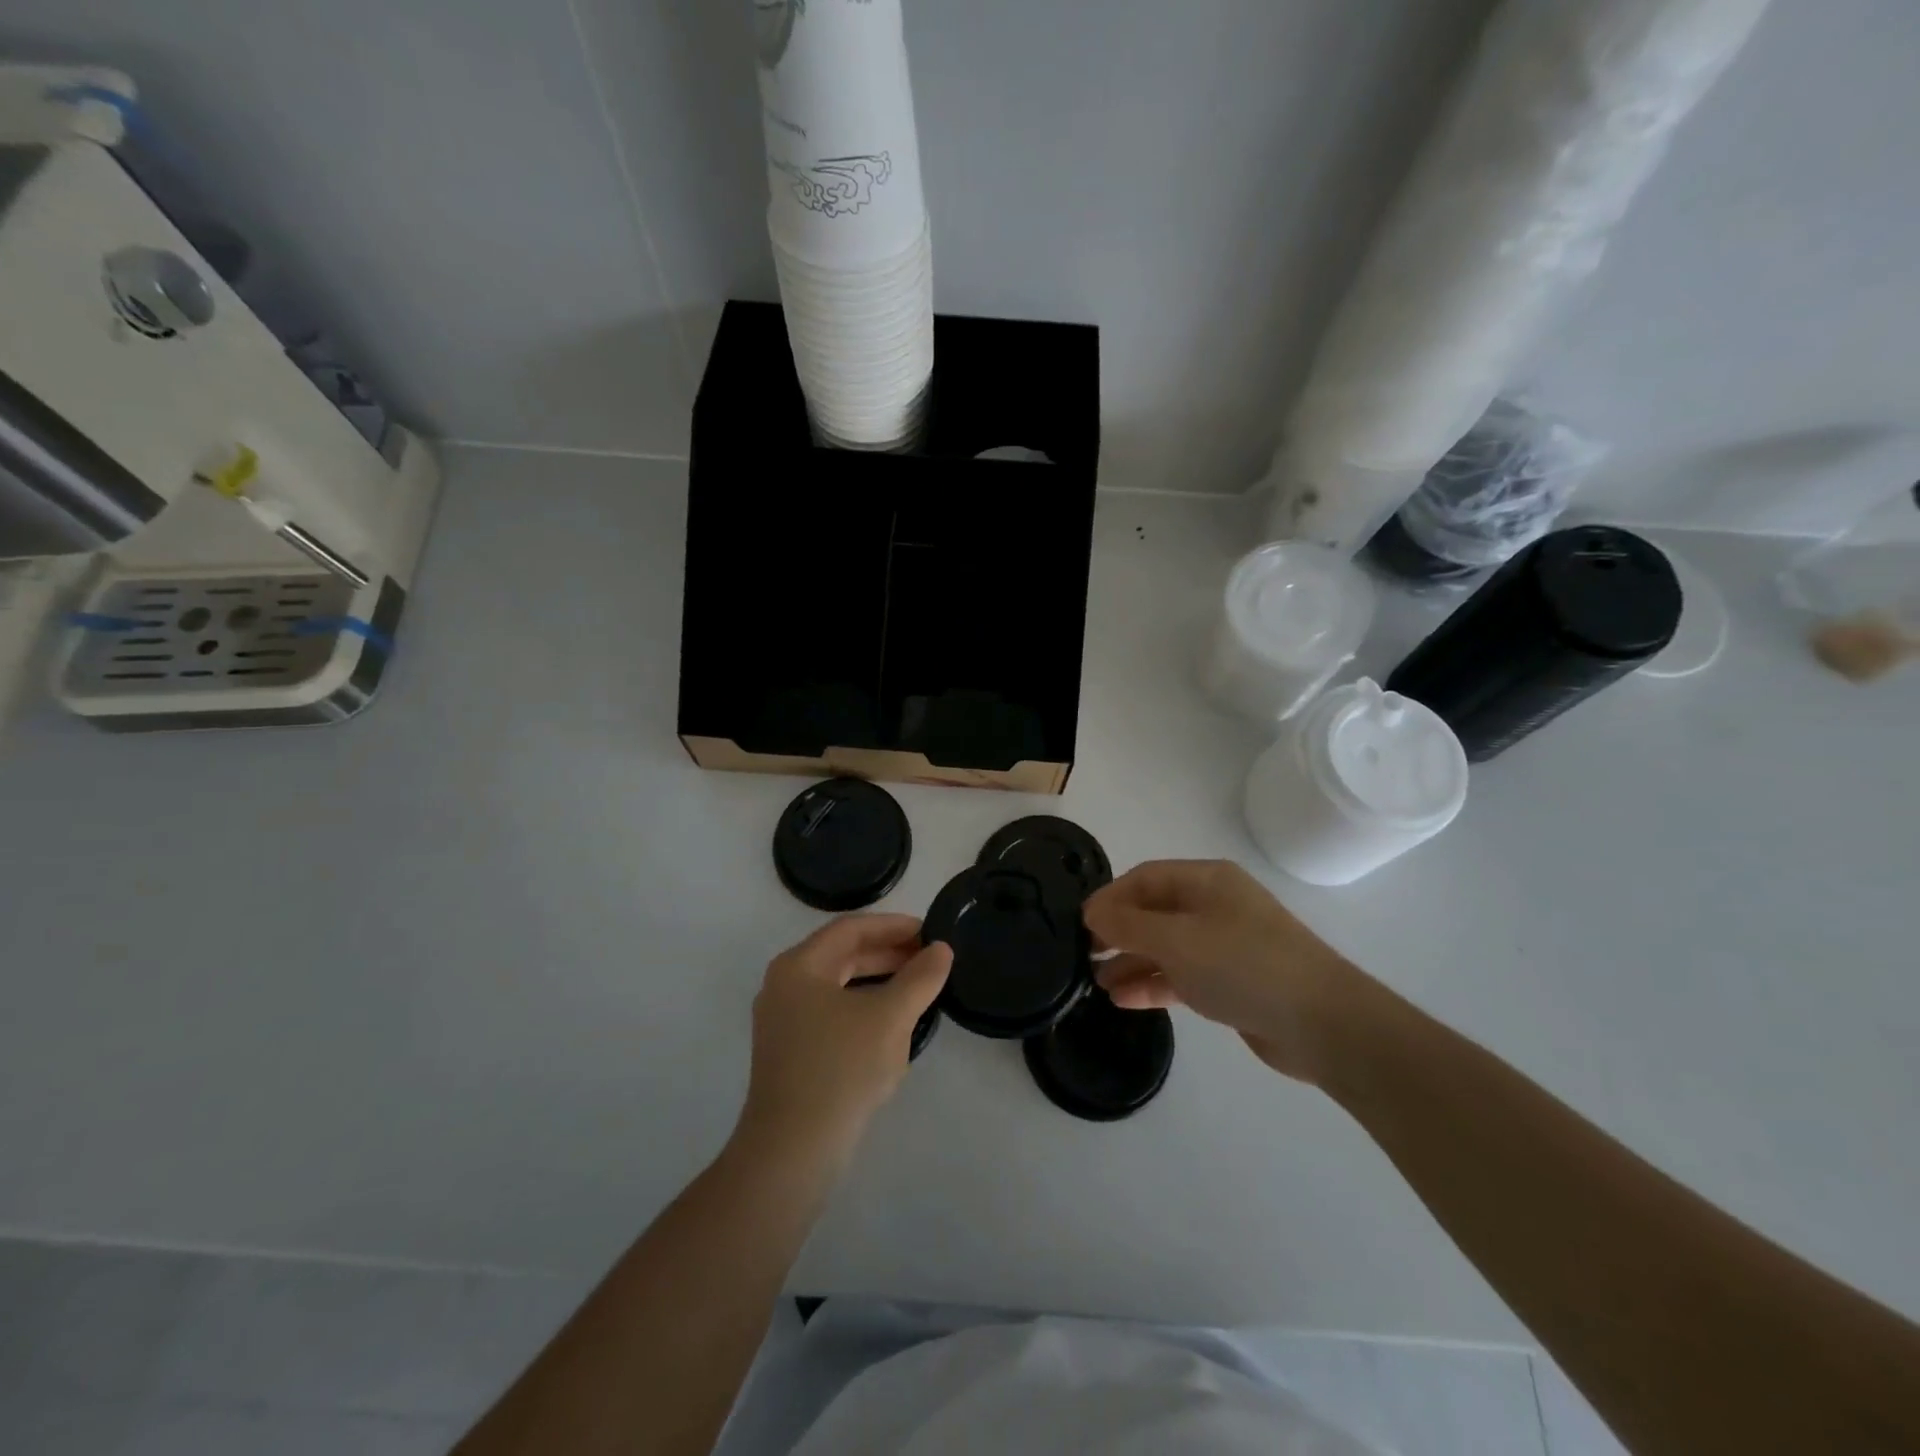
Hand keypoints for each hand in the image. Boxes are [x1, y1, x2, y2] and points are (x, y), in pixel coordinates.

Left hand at [739, 915, 951, 1165]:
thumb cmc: (841, 1069)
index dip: (893, 926)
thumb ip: (920, 978)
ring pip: (839, 986)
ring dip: (879, 981)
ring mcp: (783, 1022)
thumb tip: (941, 950)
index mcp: (798, 966)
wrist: (792, 1151)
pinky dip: (864, 1008)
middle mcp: (784, 986)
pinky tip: (893, 1024)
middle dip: (888, 953)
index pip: (851, 929)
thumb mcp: (890, 1018)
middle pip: (842, 955)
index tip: (930, 931)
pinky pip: (832, 1014)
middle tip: (930, 958)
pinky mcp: (790, 1053)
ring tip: (919, 986)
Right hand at [1083, 861, 1362, 1083]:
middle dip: (1118, 931)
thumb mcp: (1177, 940)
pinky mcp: (1232, 982)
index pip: (1145, 878)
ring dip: (1131, 961)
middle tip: (1086, 953)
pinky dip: (1154, 983)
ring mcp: (1225, 945)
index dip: (1110, 898)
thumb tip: (1092, 913)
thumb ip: (1128, 925)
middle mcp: (1215, 906)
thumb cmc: (1243, 965)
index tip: (1081, 925)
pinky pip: (1182, 974)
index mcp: (1206, 881)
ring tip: (1096, 981)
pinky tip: (1124, 999)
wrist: (1321, 1023)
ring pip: (1166, 946)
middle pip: (1154, 910)